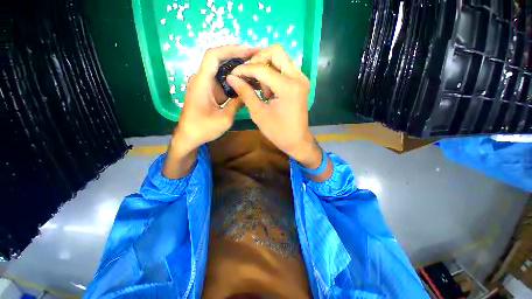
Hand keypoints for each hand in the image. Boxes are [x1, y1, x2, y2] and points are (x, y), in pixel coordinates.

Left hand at [164, 45, 258, 177]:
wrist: (188, 137)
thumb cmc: (203, 129)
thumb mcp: (224, 119)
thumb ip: (237, 104)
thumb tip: (248, 92)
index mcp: (202, 83)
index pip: (213, 56)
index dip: (229, 49)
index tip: (247, 50)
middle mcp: (201, 79)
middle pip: (218, 60)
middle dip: (237, 57)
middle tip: (255, 58)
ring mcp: (204, 85)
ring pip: (221, 71)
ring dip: (236, 68)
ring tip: (253, 68)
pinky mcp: (208, 91)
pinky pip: (221, 81)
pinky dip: (233, 80)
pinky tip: (244, 82)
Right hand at [226, 45, 321, 168]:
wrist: (297, 141)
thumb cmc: (278, 132)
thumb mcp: (259, 113)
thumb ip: (245, 92)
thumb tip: (231, 77)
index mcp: (288, 87)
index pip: (262, 68)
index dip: (245, 69)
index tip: (233, 74)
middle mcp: (298, 77)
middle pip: (276, 52)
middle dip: (258, 61)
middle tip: (249, 76)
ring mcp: (301, 79)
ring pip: (281, 59)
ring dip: (266, 68)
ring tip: (262, 90)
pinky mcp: (300, 83)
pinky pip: (285, 69)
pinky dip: (273, 74)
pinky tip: (268, 90)